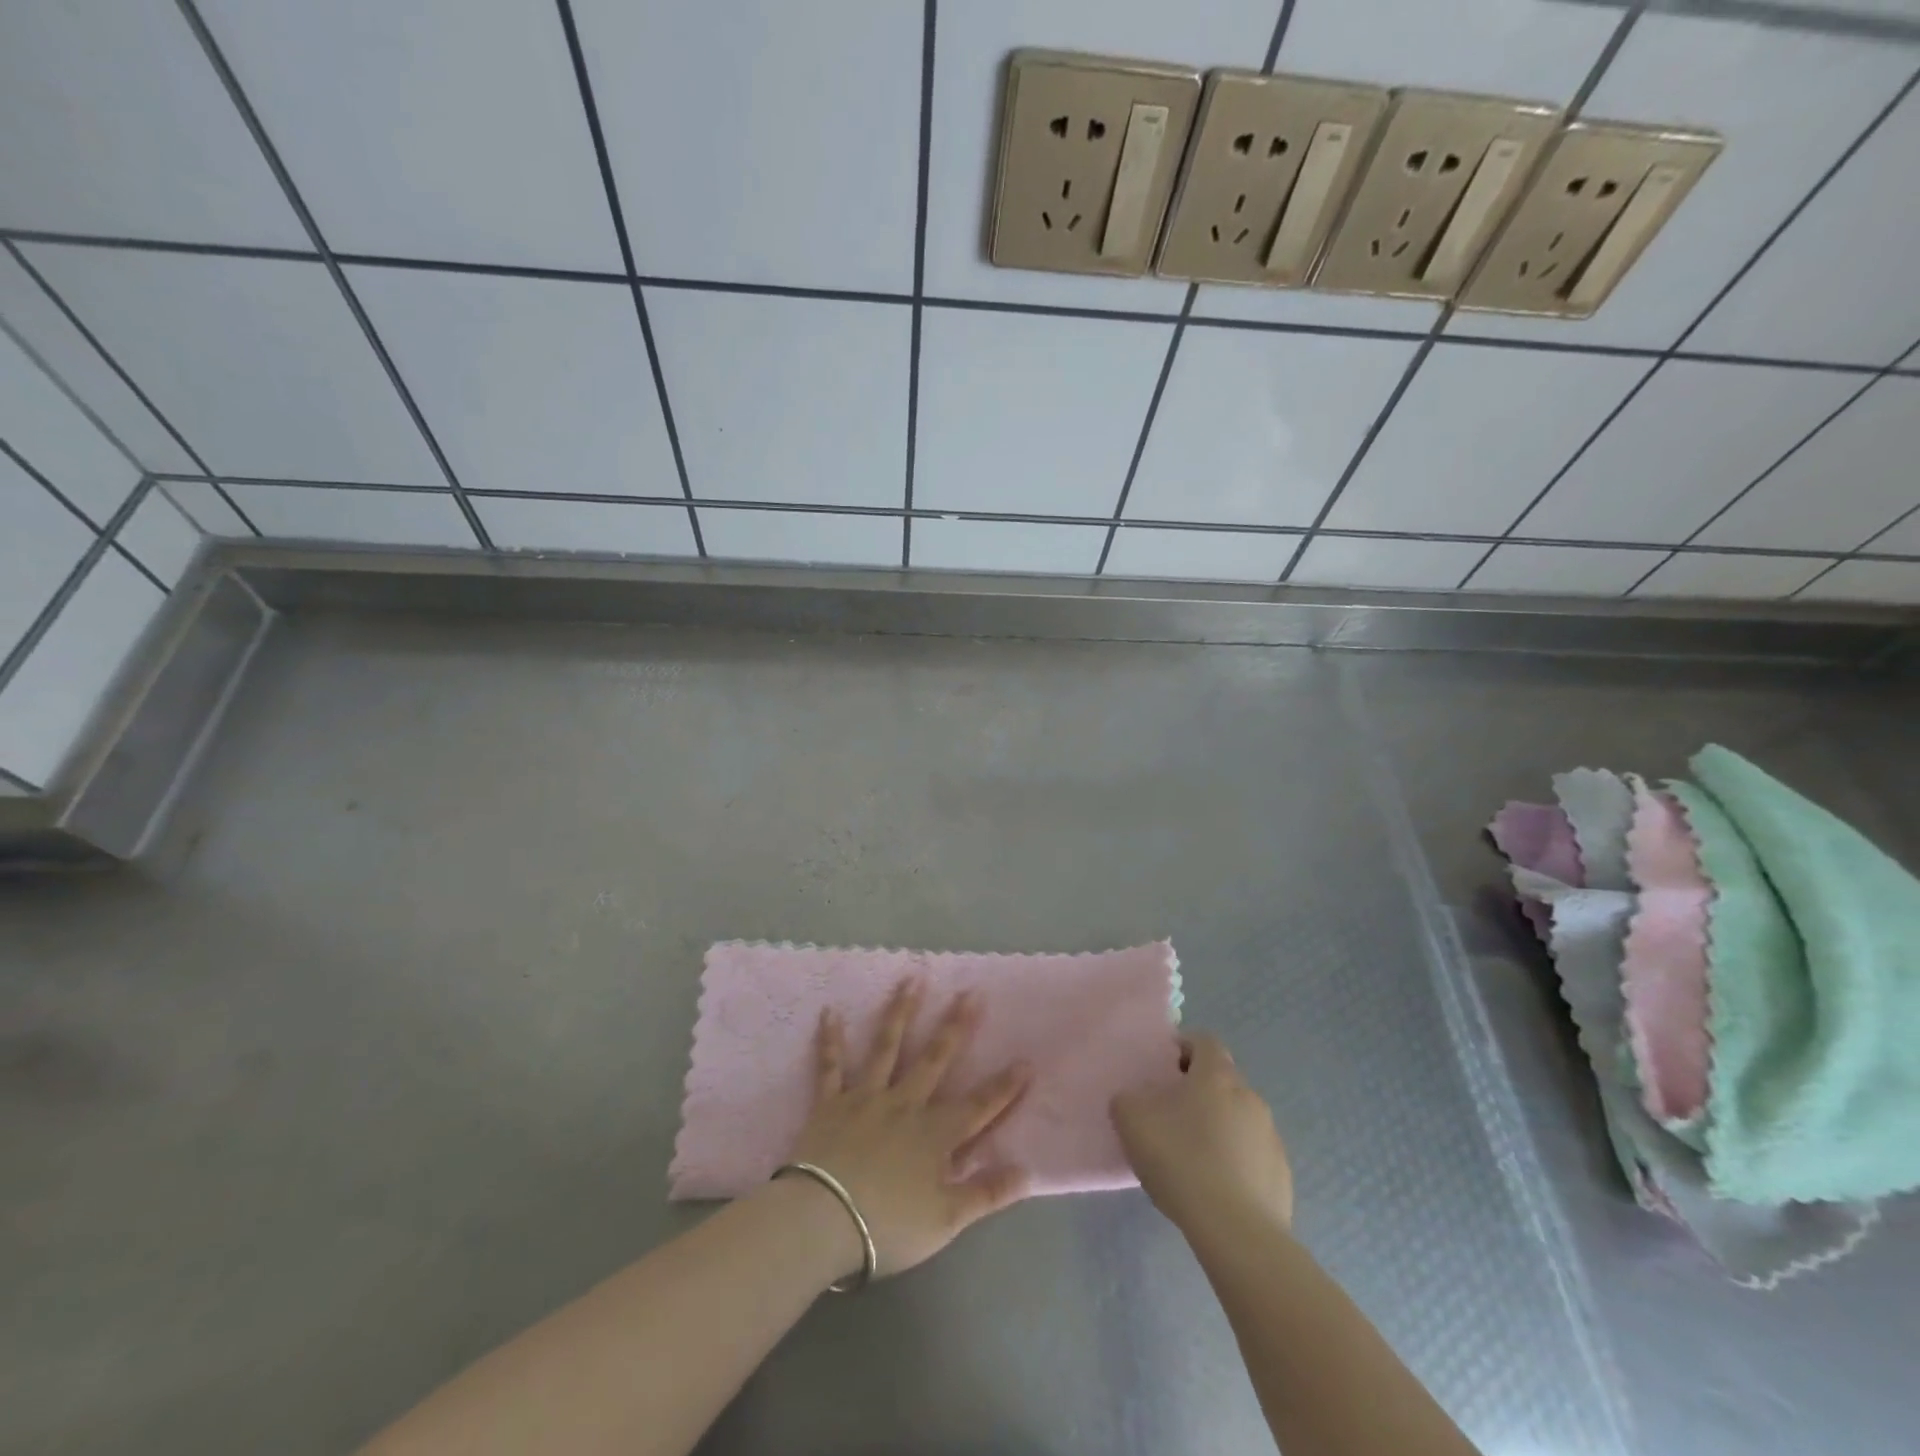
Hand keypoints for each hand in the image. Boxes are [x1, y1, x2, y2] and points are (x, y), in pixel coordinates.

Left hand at [789, 978, 1031, 1278]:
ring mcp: (866, 1097)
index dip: (1003, 1086)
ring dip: (900, 1011)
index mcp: (934, 1133)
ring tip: (911, 979)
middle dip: (956, 1026)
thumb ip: (987, 1193)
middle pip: (935, 1059)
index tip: (1025, 1060)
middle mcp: (905, 1104)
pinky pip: (831, 1065)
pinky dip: (831, 1040)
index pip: (978, 1106)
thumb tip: (1028, 1171)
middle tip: (970, 992)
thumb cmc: (888, 1225)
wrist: (823, 1221)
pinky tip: (830, 1013)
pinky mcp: (831, 1102)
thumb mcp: (947, 1220)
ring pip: (887, 1046)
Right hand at [1110, 1033, 1292, 1237]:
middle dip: (1199, 1091)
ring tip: (1191, 1156)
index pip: (1204, 1042)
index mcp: (1217, 1076)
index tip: (1163, 1068)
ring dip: (1218, 1126)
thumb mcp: (1132, 1121)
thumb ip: (1127, 1099)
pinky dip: (1235, 1161)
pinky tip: (1214, 1187)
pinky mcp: (1281, 1175)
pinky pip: (1253, 1155)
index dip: (1183, 1048)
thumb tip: (1133, 1099)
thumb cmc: (1182, 1160)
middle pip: (1222, 1080)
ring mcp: (1271, 1137)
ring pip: (1239, 1118)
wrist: (1236, 1230)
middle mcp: (1250, 1097)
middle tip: (1170, 1114)